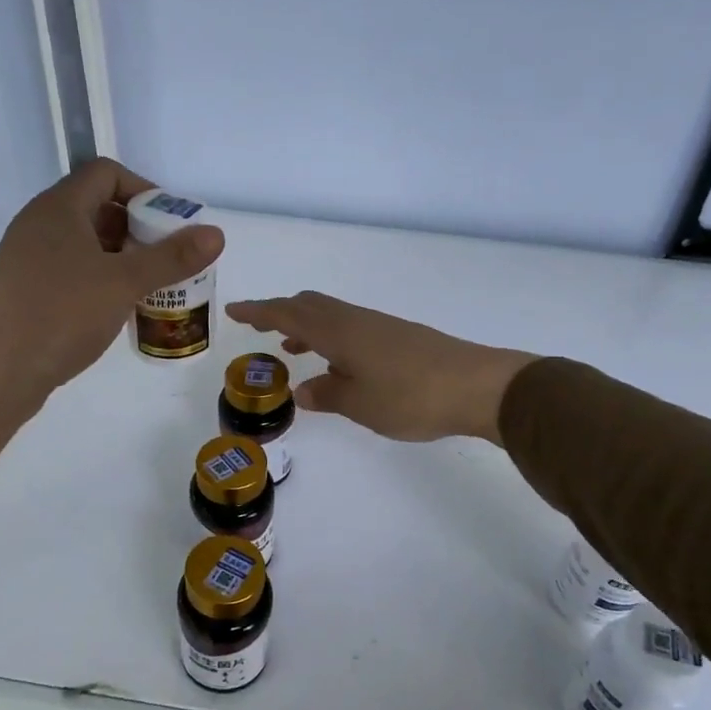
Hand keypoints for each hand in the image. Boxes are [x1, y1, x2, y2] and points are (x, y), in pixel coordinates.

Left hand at [0, 159, 223, 473]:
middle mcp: (39, 224)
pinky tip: (118, 309)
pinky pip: (71, 271)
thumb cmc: (62, 315)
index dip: (144, 189)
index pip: (106, 173)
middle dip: (139, 229)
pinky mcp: (24, 290)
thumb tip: (216, 234)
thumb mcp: (124, 283)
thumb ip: (171, 257)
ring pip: (85, 244)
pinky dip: (100, 280)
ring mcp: (28, 258)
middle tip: (168, 259)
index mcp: (59, 208)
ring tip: (151, 287)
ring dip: (122, 258)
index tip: (170, 224)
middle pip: (97, 208)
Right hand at [225, 292, 532, 444]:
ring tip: (293, 350)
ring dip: (307, 328)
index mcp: (338, 331)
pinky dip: (332, 338)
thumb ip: (327, 395)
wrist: (477, 386)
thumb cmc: (411, 396)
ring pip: (332, 316)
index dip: (258, 312)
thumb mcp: (360, 404)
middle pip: (310, 305)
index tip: (233, 311)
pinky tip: (339, 365)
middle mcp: (356, 320)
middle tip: (261, 330)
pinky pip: (352, 328)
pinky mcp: (399, 337)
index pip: (288, 314)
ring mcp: (380, 326)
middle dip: (281, 313)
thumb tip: (303, 389)